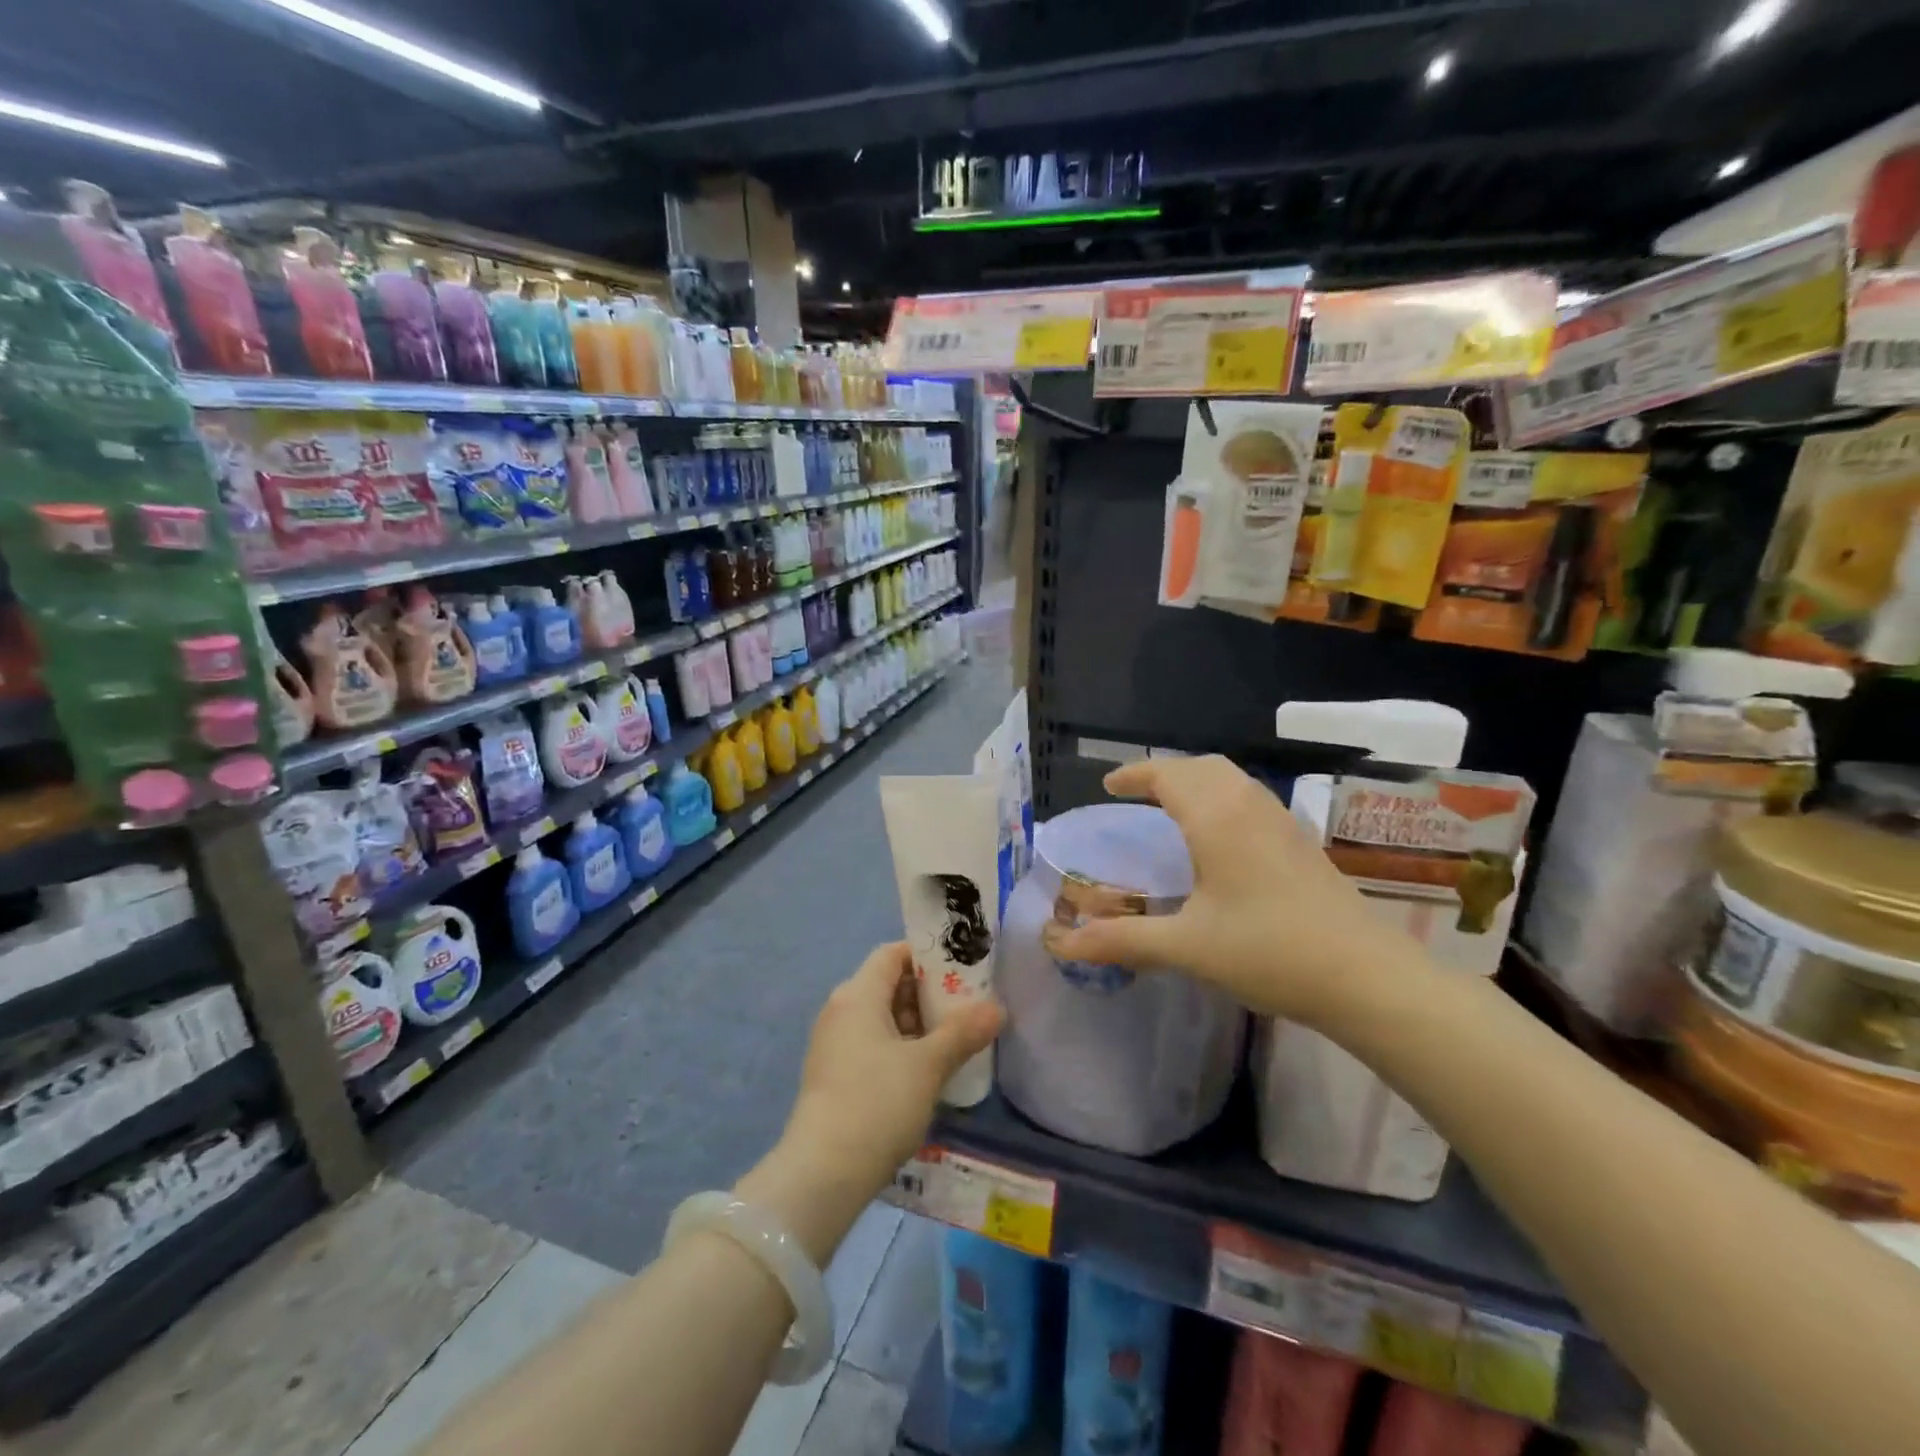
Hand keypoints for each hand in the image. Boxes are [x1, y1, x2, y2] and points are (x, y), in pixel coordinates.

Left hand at [783, 943, 1003, 1197]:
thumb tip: (997, 1008)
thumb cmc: (877, 1103)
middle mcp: (840, 1010)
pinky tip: (928, 1070)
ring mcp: (834, 1044)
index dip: (927, 956)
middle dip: (928, 993)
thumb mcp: (928, 1066)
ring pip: (882, 1017)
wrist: (823, 1174)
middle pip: (888, 984)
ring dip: (917, 1024)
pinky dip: (901, 1047)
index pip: (893, 954)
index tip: (962, 970)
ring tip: (955, 1039)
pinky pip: (873, 1044)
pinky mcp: (834, 1075)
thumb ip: (963, 1032)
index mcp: (857, 995)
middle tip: (967, 1007)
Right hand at [1040, 756, 1409, 1026]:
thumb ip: (1122, 940)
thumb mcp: (1186, 947)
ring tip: (1172, 810)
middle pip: (1202, 767)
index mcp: (1216, 817)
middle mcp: (1248, 806)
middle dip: (1165, 773)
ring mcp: (1281, 821)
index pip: (1168, 775)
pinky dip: (1222, 799)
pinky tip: (1219, 840)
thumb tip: (1062, 945)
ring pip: (1231, 779)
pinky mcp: (1301, 842)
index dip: (1135, 775)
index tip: (1109, 785)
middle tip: (1136, 796)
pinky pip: (1250, 799)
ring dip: (1197, 782)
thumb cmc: (1268, 951)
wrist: (1365, 976)